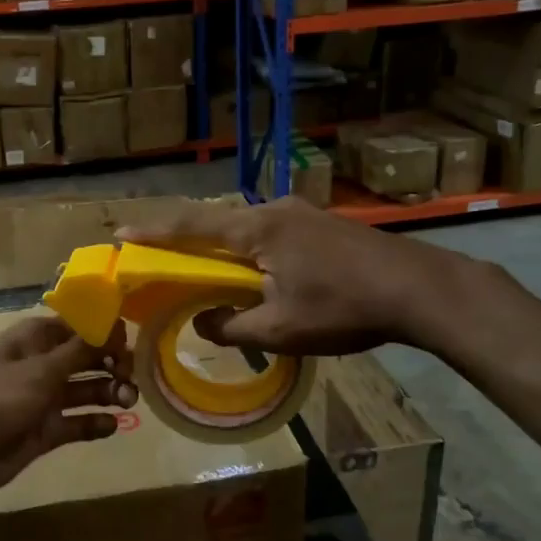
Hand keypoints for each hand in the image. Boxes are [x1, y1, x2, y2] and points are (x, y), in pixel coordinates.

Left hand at [0, 316, 136, 504]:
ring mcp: (43, 399)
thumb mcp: (39, 371)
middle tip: (131, 379)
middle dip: (112, 364)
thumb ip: (79, 351)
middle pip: (87, 358)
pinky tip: (111, 426)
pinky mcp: (44, 432)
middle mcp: (41, 364)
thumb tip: (114, 325)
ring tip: (126, 402)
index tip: (130, 344)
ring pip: (86, 390)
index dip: (106, 332)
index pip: (79, 326)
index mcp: (34, 339)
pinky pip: (78, 423)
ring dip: (109, 393)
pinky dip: (95, 423)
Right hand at [119, 197, 465, 355]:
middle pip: (218, 226)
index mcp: (256, 229)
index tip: (121, 233)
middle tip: (165, 261)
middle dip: (188, 243)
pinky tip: (262, 275)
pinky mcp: (324, 225)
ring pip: (248, 231)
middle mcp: (275, 210)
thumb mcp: (280, 330)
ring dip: (226, 252)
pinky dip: (254, 254)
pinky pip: (273, 235)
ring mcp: (303, 213)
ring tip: (213, 276)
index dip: (152, 232)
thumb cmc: (344, 308)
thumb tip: (202, 322)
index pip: (191, 227)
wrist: (420, 288)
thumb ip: (232, 327)